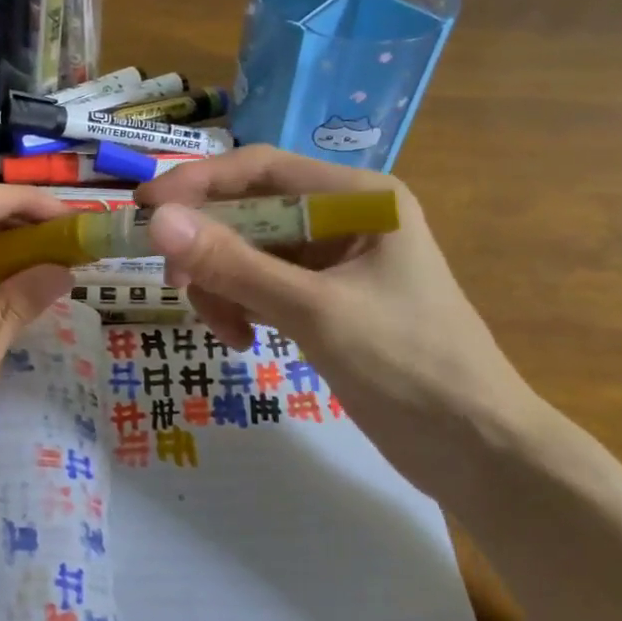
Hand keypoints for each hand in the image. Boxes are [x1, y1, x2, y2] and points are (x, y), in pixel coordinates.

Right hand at [136, 147, 541, 508]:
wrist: (478, 451)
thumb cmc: (409, 367)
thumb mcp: (314, 311)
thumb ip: (234, 265)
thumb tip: (158, 222)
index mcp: (358, 197)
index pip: (260, 169)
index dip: (198, 183)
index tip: (144, 209)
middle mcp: (344, 217)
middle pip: (250, 211)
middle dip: (209, 247)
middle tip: (176, 283)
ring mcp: (334, 261)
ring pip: (249, 253)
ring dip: (224, 285)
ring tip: (226, 331)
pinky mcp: (325, 300)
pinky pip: (263, 286)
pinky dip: (242, 306)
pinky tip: (243, 340)